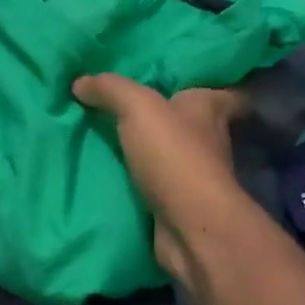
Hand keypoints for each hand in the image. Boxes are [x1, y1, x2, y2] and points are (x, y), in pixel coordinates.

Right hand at [73, 73, 253, 286]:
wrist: (188, 225)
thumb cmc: (174, 155)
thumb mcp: (137, 107)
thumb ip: (109, 89)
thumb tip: (80, 81)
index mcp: (209, 108)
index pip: (225, 90)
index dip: (212, 84)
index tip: (188, 79)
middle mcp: (209, 139)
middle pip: (195, 121)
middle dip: (171, 114)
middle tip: (134, 104)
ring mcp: (196, 174)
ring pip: (174, 152)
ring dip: (153, 148)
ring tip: (114, 135)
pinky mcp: (180, 202)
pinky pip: (157, 182)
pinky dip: (142, 178)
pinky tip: (114, 170)